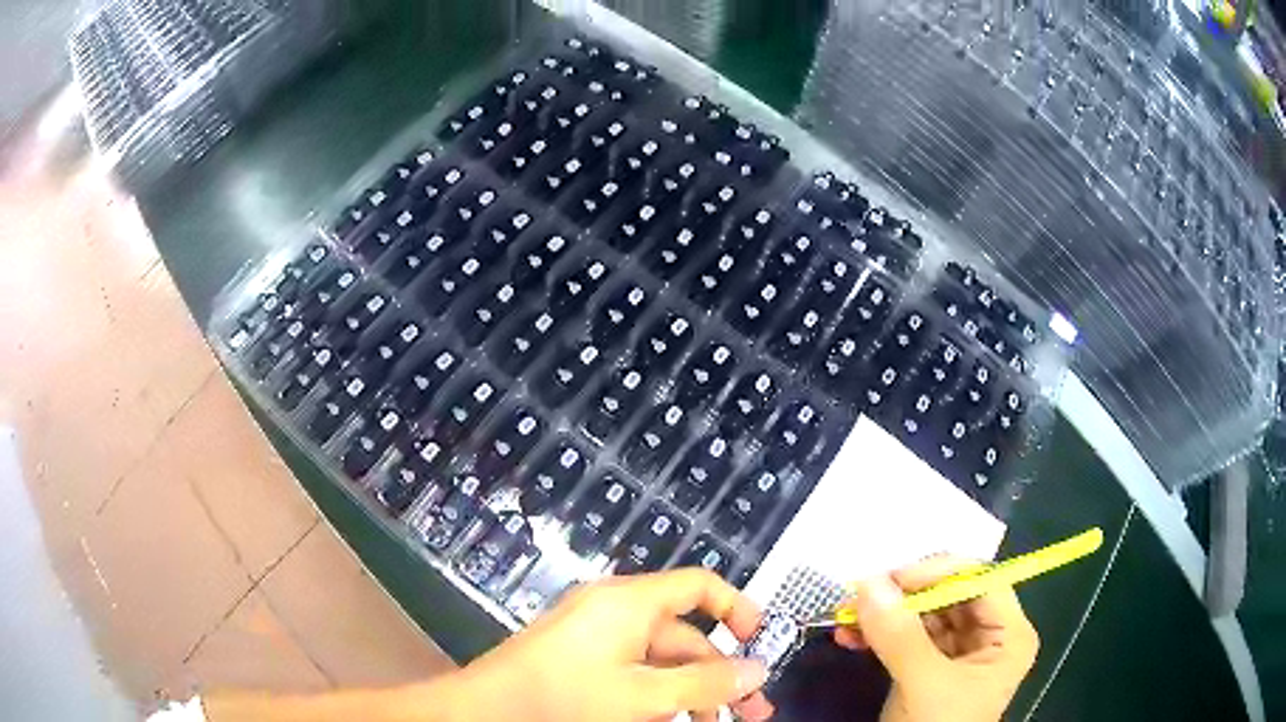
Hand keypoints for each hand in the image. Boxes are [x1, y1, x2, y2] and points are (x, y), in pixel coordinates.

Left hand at [452, 569, 775, 721]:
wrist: (485, 712)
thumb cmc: (565, 697)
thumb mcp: (643, 696)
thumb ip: (705, 684)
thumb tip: (759, 670)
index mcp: (631, 602)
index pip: (701, 586)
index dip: (738, 609)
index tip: (762, 645)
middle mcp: (616, 612)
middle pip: (685, 635)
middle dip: (721, 673)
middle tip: (752, 711)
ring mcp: (597, 638)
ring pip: (661, 661)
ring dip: (691, 691)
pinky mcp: (582, 661)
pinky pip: (634, 672)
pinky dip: (658, 695)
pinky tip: (671, 720)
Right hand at [834, 557, 1038, 721]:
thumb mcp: (923, 684)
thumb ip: (899, 635)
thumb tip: (867, 582)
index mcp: (1007, 634)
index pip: (979, 580)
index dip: (937, 572)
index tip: (890, 579)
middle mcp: (988, 635)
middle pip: (949, 595)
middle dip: (902, 596)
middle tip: (861, 596)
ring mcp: (958, 651)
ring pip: (923, 614)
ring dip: (884, 615)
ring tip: (846, 618)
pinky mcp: (930, 665)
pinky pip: (906, 637)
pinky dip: (879, 634)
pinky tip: (851, 637)